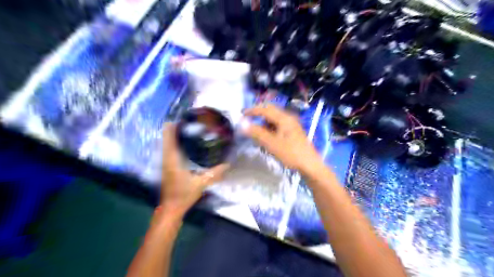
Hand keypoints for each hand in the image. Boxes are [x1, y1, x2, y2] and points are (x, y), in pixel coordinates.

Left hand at [162, 123, 231, 215]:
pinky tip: (189, 142)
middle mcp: (167, 157)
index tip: (185, 117)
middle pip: (167, 136)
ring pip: (168, 142)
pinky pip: (171, 148)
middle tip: (193, 121)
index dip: (174, 124)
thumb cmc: (183, 194)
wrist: (171, 208)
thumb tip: (228, 163)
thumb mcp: (201, 183)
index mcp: (172, 158)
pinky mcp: (168, 165)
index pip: (168, 136)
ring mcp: (166, 161)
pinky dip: (177, 142)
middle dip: (178, 126)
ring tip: (192, 127)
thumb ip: (215, 173)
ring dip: (177, 134)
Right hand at [240, 104, 324, 174]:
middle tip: (248, 121)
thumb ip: (257, 133)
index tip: (241, 113)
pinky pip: (278, 125)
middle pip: (270, 111)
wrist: (310, 165)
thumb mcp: (272, 144)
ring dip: (264, 123)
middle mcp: (288, 118)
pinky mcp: (293, 132)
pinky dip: (270, 129)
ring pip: (274, 119)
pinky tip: (267, 138)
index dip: (252, 110)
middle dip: (258, 115)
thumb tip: (242, 124)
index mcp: (284, 118)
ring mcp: (292, 125)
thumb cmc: (291, 154)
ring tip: (256, 133)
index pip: (265, 109)